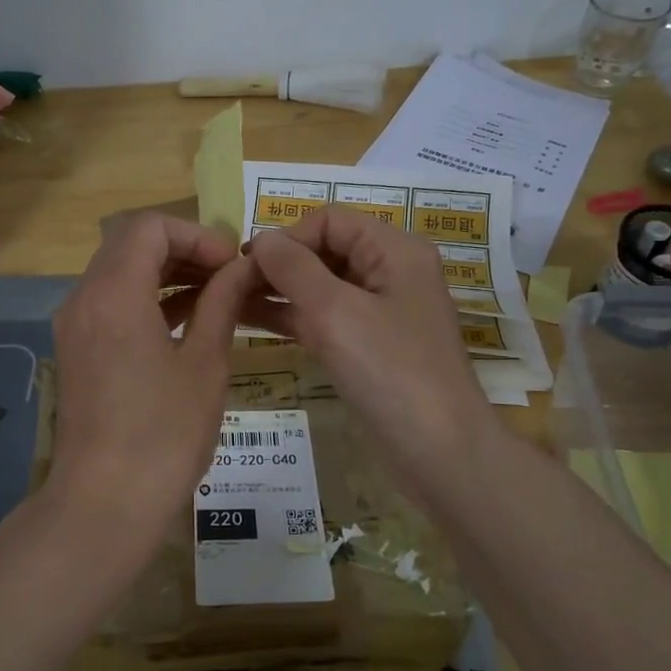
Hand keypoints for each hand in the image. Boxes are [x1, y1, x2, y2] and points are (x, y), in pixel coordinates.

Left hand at [45, 213, 255, 545]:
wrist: (105, 503)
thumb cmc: (164, 434)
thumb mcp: (204, 364)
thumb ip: (222, 304)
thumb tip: (243, 268)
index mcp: (114, 294)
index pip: (150, 228)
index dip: (197, 235)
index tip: (231, 265)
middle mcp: (84, 299)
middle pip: (130, 246)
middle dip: (183, 250)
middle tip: (228, 276)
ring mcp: (75, 326)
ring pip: (120, 274)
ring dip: (166, 275)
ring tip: (216, 297)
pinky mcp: (77, 351)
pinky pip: (111, 305)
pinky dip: (147, 301)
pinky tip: (187, 322)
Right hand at [244, 207, 493, 495]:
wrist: (439, 450)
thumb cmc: (389, 370)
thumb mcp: (334, 312)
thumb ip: (293, 268)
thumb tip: (261, 238)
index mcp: (394, 250)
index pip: (329, 220)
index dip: (287, 236)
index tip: (248, 265)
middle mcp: (391, 271)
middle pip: (325, 249)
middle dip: (280, 263)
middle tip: (232, 285)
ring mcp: (381, 310)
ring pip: (322, 285)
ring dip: (280, 290)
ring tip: (231, 301)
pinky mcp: (371, 344)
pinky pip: (326, 317)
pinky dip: (292, 316)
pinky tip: (253, 322)